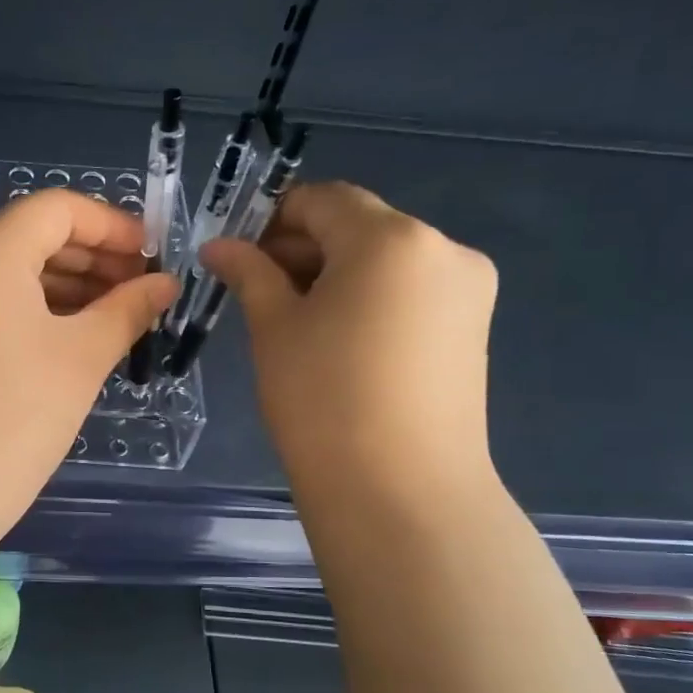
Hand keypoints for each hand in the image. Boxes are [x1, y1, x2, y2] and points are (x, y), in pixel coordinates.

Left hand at [0, 189, 176, 527]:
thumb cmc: (15, 417)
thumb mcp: (82, 357)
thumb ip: (129, 309)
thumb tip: (164, 284)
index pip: (57, 209)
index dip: (113, 226)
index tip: (152, 257)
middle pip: (31, 236)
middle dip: (92, 258)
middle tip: (140, 291)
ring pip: (8, 270)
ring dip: (64, 285)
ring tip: (115, 316)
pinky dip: (30, 308)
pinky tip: (69, 336)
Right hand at [202, 181, 497, 494]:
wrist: (400, 492)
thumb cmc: (322, 399)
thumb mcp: (274, 327)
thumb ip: (249, 272)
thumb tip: (219, 245)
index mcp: (391, 237)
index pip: (323, 200)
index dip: (273, 219)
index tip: (238, 256)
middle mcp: (442, 248)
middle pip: (359, 226)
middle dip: (303, 248)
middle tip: (256, 290)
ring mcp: (467, 289)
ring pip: (386, 261)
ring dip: (335, 274)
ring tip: (295, 322)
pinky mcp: (473, 329)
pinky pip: (411, 292)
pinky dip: (369, 299)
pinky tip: (338, 341)